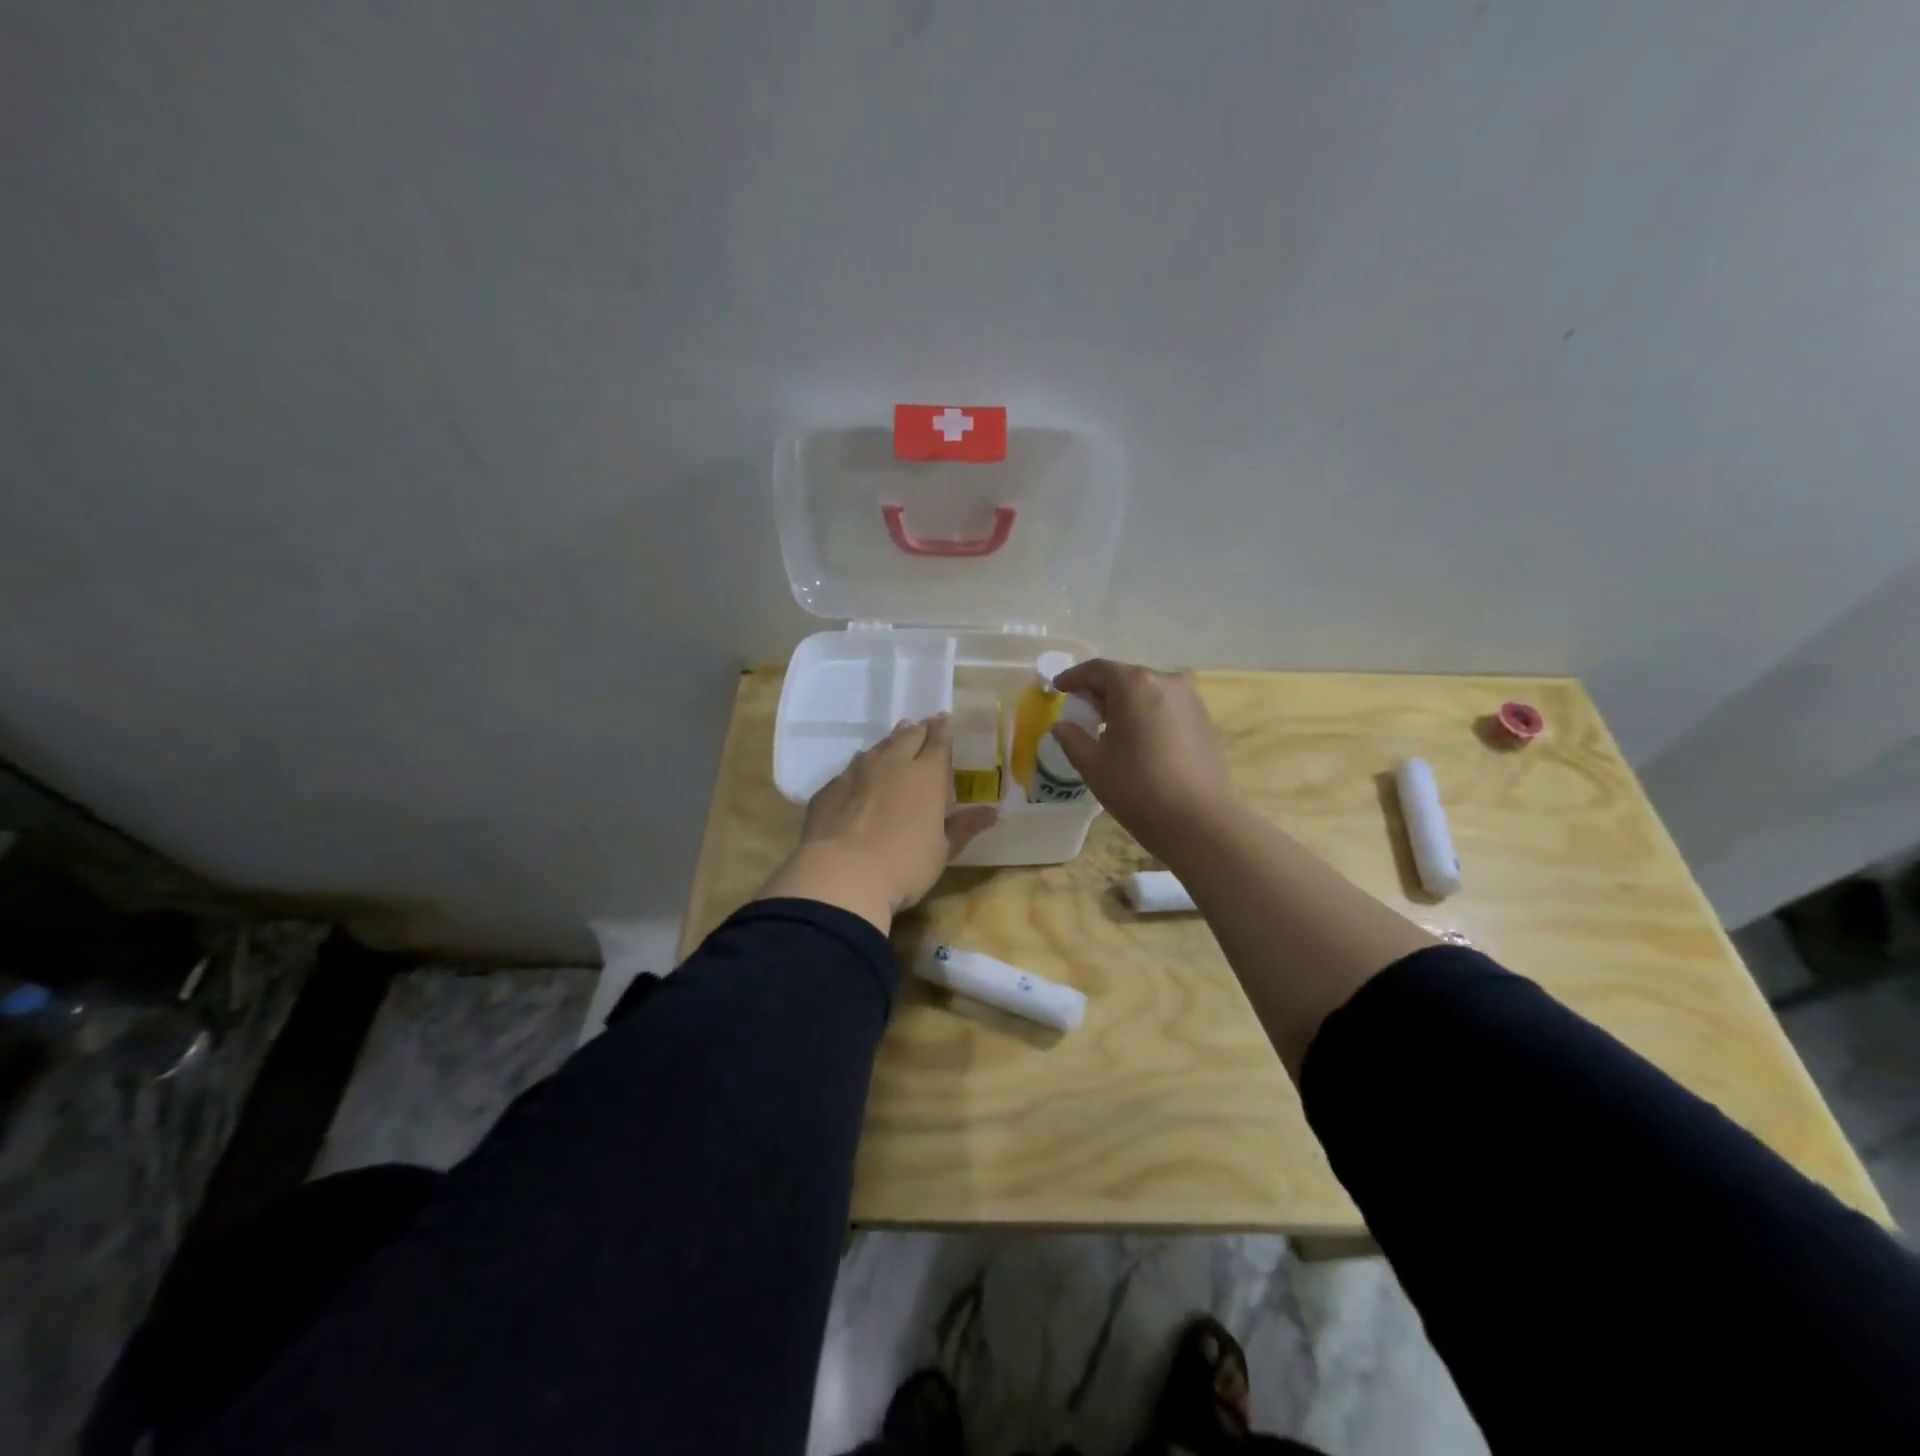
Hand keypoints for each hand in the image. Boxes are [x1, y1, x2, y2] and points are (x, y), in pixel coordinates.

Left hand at [757, 715, 997, 932]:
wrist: (841, 876)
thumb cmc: (904, 865)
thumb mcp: (943, 851)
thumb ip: (964, 827)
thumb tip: (992, 812)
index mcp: (926, 775)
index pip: (938, 740)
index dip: (943, 729)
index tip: (945, 720)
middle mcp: (891, 764)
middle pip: (907, 735)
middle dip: (917, 730)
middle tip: (922, 728)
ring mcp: (856, 773)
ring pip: (876, 748)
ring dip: (889, 744)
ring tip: (893, 746)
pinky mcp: (830, 789)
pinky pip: (850, 770)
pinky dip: (861, 768)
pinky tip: (860, 779)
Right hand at [1049, 659, 1235, 859]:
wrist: (1198, 821)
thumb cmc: (1137, 788)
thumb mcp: (1093, 764)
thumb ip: (1072, 738)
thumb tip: (1061, 726)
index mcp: (1133, 684)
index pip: (1096, 669)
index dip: (1073, 677)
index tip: (1058, 689)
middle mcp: (1165, 680)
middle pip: (1124, 677)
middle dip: (1100, 690)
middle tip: (1082, 710)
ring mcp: (1189, 699)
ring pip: (1148, 690)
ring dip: (1126, 701)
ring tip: (1110, 725)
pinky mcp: (1204, 719)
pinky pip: (1167, 705)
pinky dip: (1147, 712)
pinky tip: (1139, 737)